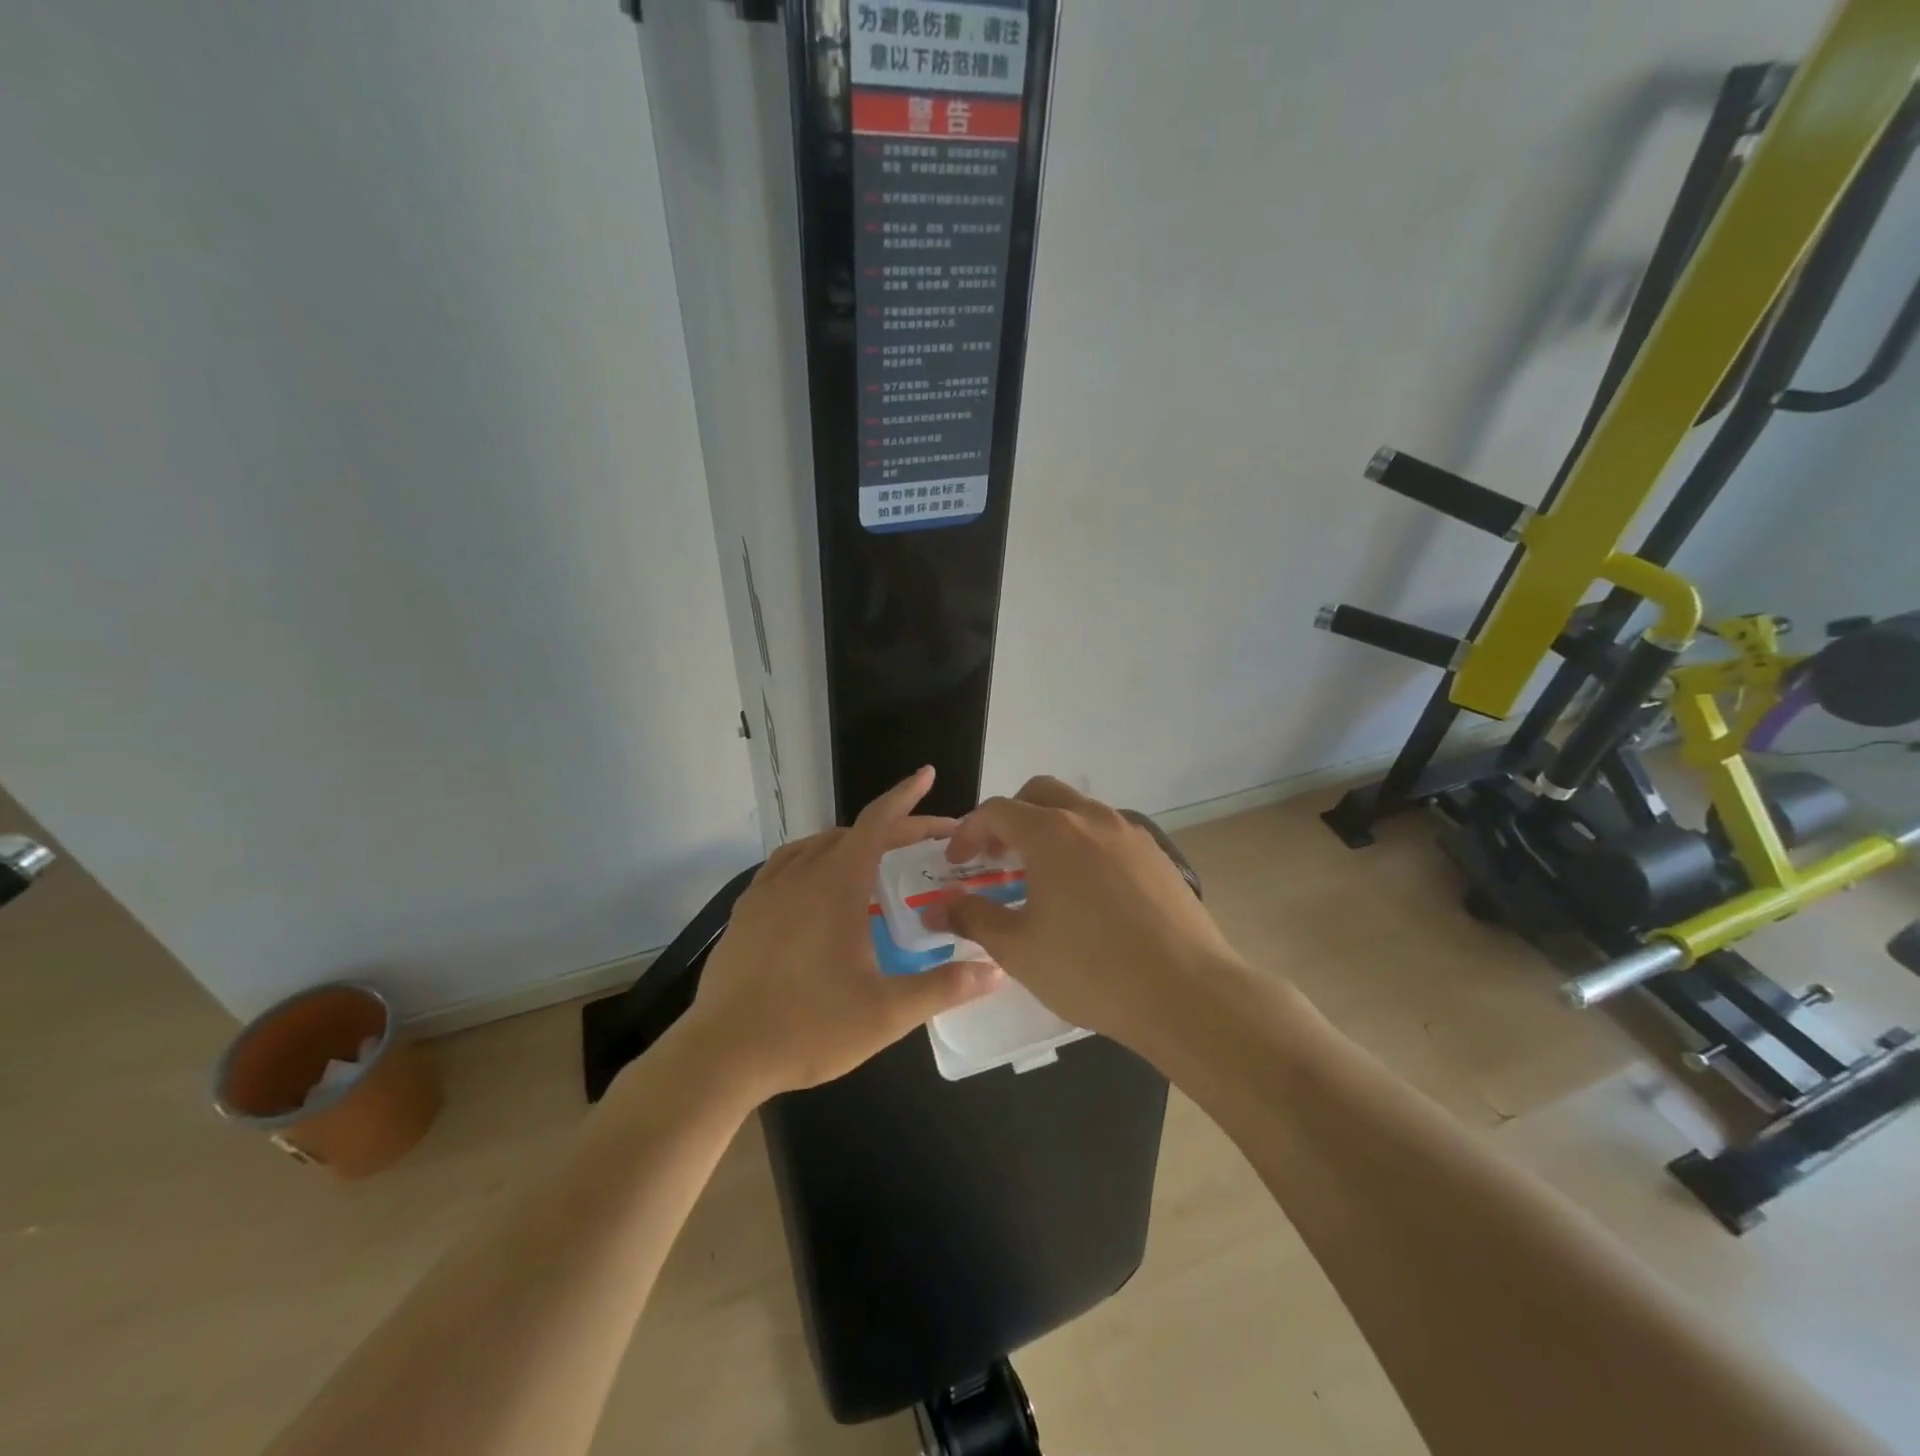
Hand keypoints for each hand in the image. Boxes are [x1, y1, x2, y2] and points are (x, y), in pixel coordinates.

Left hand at [679, 767, 1003, 1100]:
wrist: (722, 1054)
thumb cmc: (809, 1028)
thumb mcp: (886, 1013)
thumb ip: (942, 988)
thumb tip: (995, 971)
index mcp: (837, 885)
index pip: (877, 823)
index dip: (906, 797)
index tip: (927, 774)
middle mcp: (800, 875)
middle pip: (853, 833)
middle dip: (892, 829)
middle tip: (926, 841)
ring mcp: (766, 891)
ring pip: (816, 846)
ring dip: (851, 842)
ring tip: (875, 858)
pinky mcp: (745, 912)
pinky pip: (785, 865)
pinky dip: (813, 859)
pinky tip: (816, 884)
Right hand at [923, 777, 1244, 1053]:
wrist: (1186, 992)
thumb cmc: (1090, 969)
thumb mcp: (1018, 949)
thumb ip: (972, 918)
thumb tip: (937, 907)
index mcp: (1051, 832)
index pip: (997, 810)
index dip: (969, 831)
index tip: (957, 863)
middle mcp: (1091, 819)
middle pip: (1039, 793)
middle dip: (1010, 817)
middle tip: (998, 857)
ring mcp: (1131, 833)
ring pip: (1079, 811)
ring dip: (1050, 829)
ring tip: (1042, 877)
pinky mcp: (1158, 855)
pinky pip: (1109, 834)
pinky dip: (1085, 846)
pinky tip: (1088, 893)